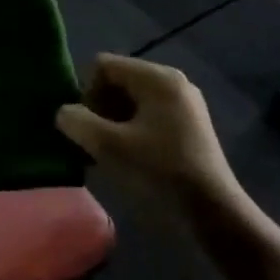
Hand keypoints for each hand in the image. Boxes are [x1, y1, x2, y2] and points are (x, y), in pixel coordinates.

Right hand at [56, 55, 247, 216]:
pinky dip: (132, 129)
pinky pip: (149, 113)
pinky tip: (131, 156)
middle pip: (118, 80)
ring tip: (111, 152)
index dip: (87, 93)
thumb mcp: (109, 146)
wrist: (215, 212)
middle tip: (97, 141)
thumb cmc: (160, 172)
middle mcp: (173, 81)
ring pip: (132, 99)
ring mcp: (185, 102)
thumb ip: (78, 122)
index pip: (103, 66)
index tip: (90, 127)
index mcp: (156, 77)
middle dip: (100, 108)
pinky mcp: (190, 124)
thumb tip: (64, 113)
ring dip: (113, 121)